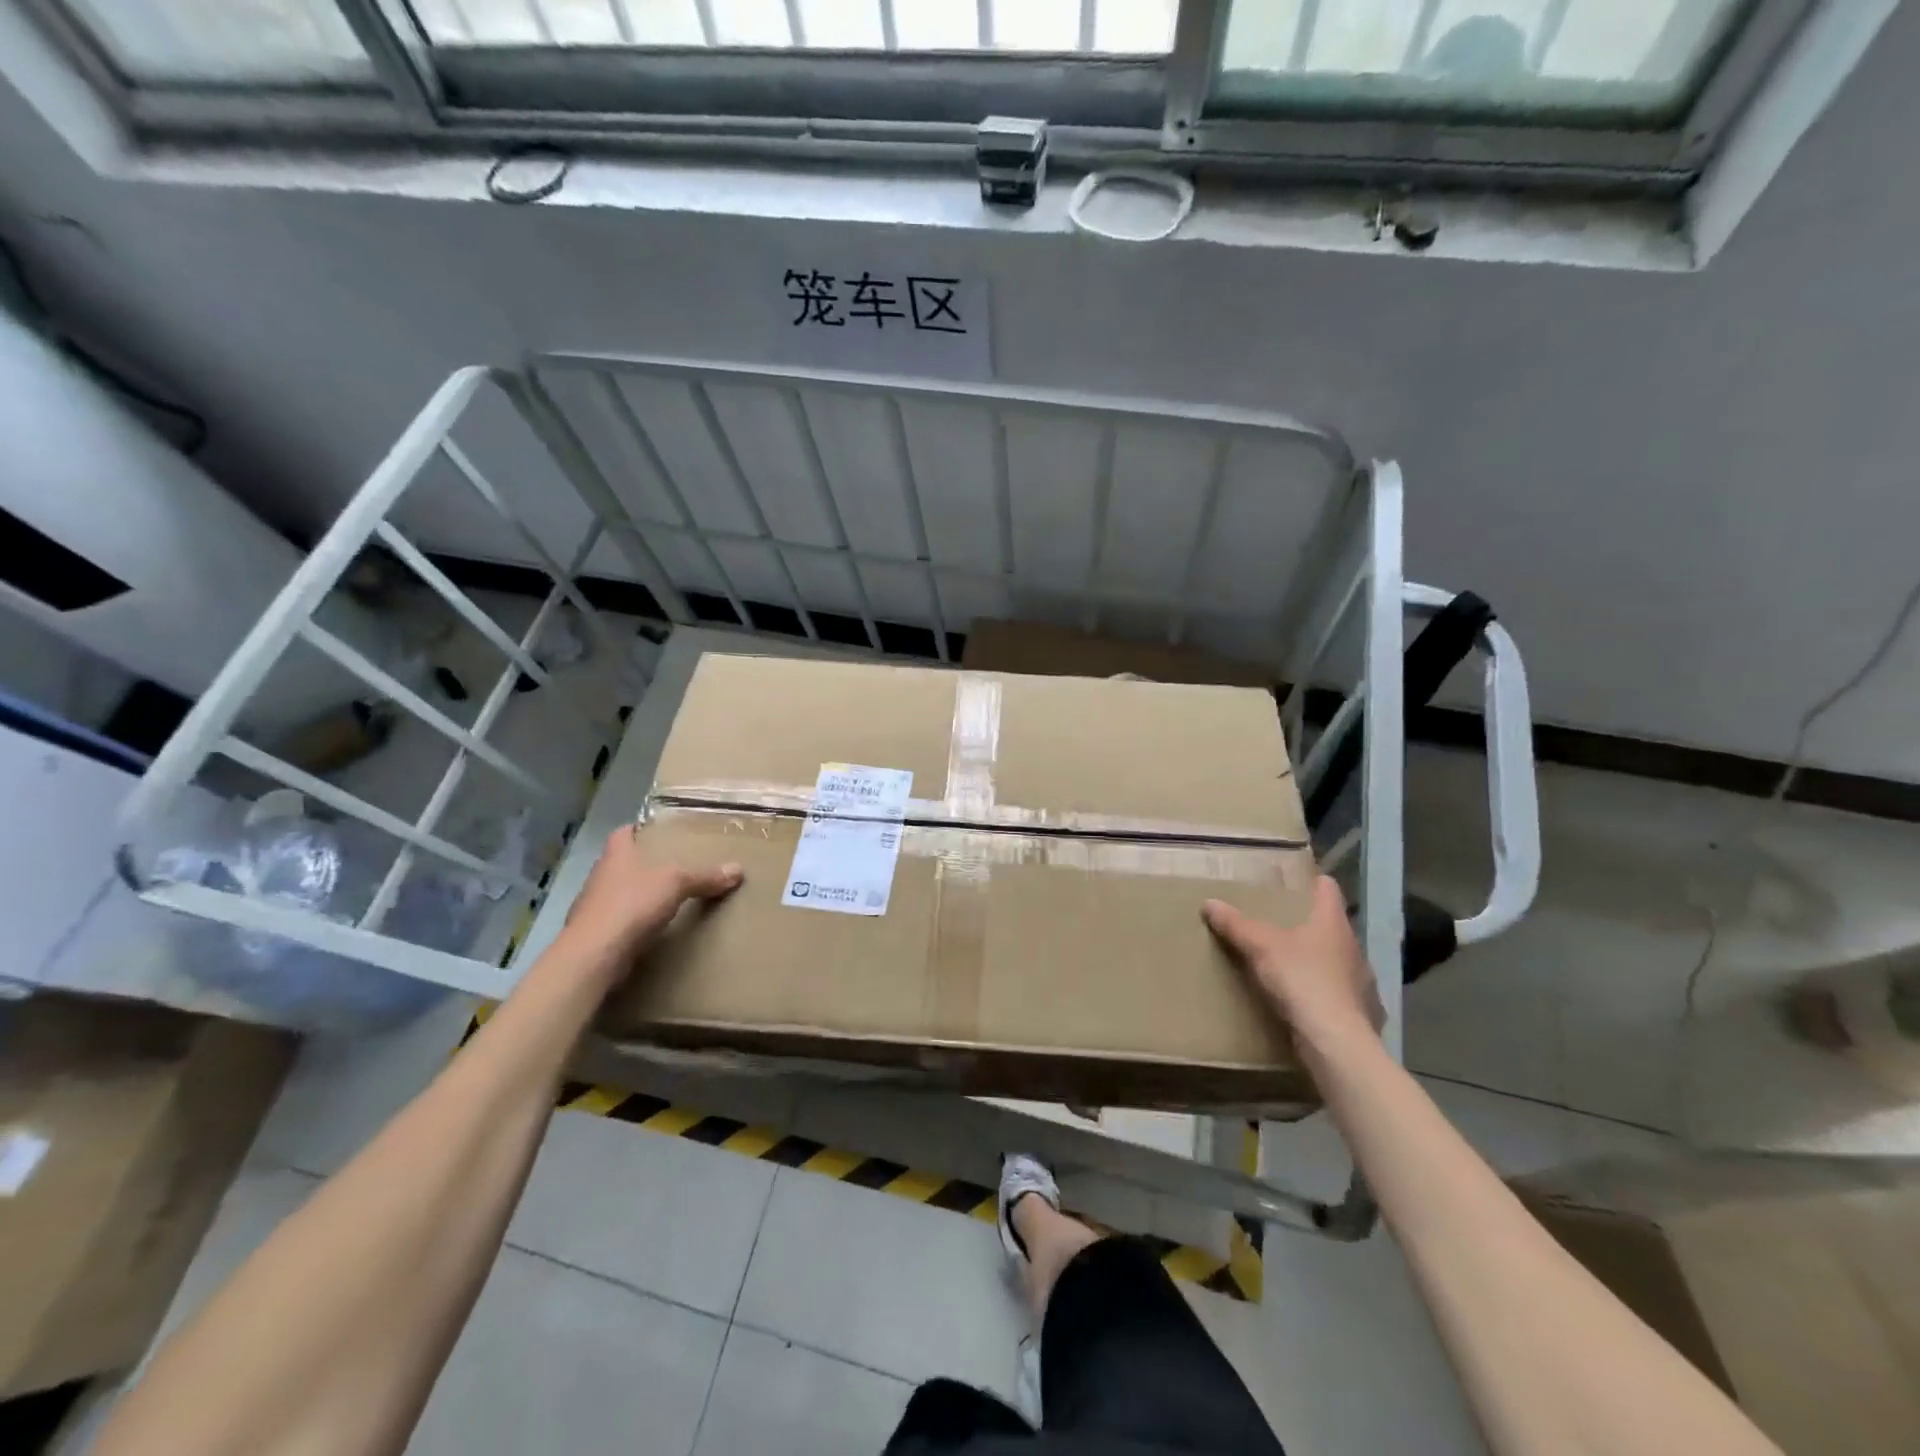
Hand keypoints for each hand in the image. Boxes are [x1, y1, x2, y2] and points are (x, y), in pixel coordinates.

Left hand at [560, 825, 742, 966]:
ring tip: (669, 898)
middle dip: (645, 864)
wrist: (595, 954)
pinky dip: (635, 922)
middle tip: (676, 865)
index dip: (640, 830)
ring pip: (621, 892)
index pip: (625, 832)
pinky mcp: (596, 933)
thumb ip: (705, 876)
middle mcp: (601, 875)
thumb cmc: (632, 903)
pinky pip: (620, 920)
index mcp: (616, 853)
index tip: (661, 834)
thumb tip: (738, 870)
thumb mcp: (677, 883)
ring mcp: (594, 905)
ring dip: (639, 894)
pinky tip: (654, 928)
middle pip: (624, 862)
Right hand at [1203, 874, 1385, 1042]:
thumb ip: (1236, 925)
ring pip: (1338, 961)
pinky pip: (1341, 995)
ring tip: (1291, 966)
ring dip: (1319, 961)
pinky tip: (1308, 1003)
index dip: (1313, 882)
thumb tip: (1209, 903)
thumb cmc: (1302, 979)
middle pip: (1332, 926)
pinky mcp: (1362, 1013)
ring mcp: (1362, 982)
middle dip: (1310, 925)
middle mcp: (1353, 948)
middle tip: (1280, 925)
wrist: (1336, 1042)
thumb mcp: (1260, 947)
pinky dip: (1326, 995)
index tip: (1295, 883)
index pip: (1329, 889)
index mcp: (1333, 923)